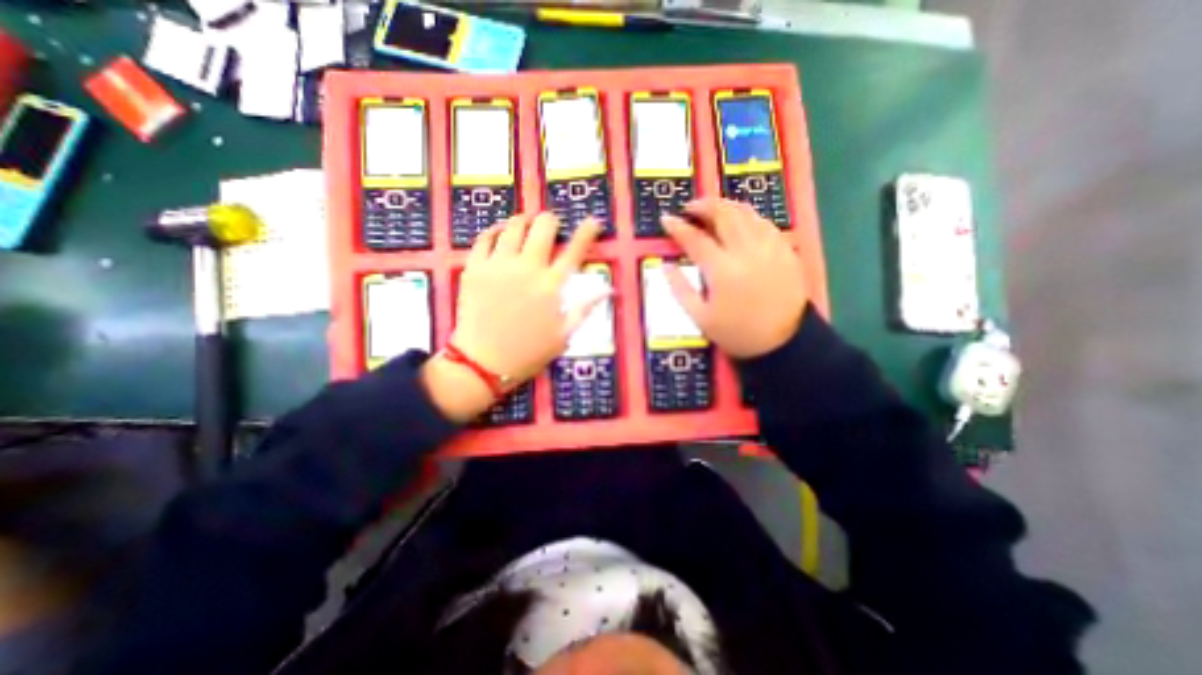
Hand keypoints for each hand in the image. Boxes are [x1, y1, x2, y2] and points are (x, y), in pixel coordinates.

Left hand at [424, 215, 610, 418]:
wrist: (483, 363)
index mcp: (551, 286)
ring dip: (524, 221)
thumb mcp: (563, 335)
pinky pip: (484, 238)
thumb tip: (608, 290)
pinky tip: (500, 232)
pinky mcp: (475, 268)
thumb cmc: (528, 352)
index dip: (587, 232)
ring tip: (526, 224)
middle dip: (551, 221)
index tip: (593, 221)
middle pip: (542, 228)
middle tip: (551, 225)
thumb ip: (585, 308)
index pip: (574, 251)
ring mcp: (498, 266)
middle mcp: (527, 269)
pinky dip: (495, 230)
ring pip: (513, 226)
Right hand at [656, 198, 807, 360]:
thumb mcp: (700, 317)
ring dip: (727, 206)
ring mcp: (769, 248)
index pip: (695, 239)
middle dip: (704, 205)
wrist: (782, 342)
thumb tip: (664, 265)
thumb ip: (679, 289)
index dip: (678, 227)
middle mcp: (746, 252)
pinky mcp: (785, 250)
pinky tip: (741, 222)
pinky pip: (765, 223)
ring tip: (713, 209)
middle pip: (724, 215)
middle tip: (691, 207)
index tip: (666, 219)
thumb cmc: (736, 332)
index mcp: (722, 271)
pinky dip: (748, 217)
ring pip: (747, 213)